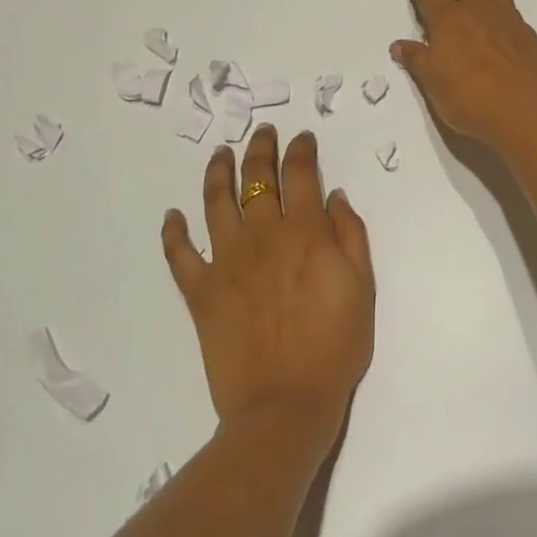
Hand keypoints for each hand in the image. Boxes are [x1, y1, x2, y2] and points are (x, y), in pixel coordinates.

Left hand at [162, 125, 373, 455]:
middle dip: (260, 148)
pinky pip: (180, 254)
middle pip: (256, 179)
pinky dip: (174, 232)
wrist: (285, 404)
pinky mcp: (200, 291)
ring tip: (220, 153)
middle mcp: (262, 236)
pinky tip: (173, 215)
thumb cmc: (335, 346)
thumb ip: (350, 235)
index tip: (301, 138)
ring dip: (217, 172)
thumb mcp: (363, 287)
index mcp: (305, 233)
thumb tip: (333, 195)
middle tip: (262, 131)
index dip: (300, 150)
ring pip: (216, 203)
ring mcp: (226, 262)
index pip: (300, 174)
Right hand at [391, 0, 536, 150]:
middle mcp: (477, 11)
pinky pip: (509, 3)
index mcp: (448, 20)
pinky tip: (501, 3)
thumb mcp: (433, 82)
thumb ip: (417, 60)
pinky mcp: (527, 33)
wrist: (526, 107)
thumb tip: (399, 44)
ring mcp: (505, 19)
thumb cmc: (470, 97)